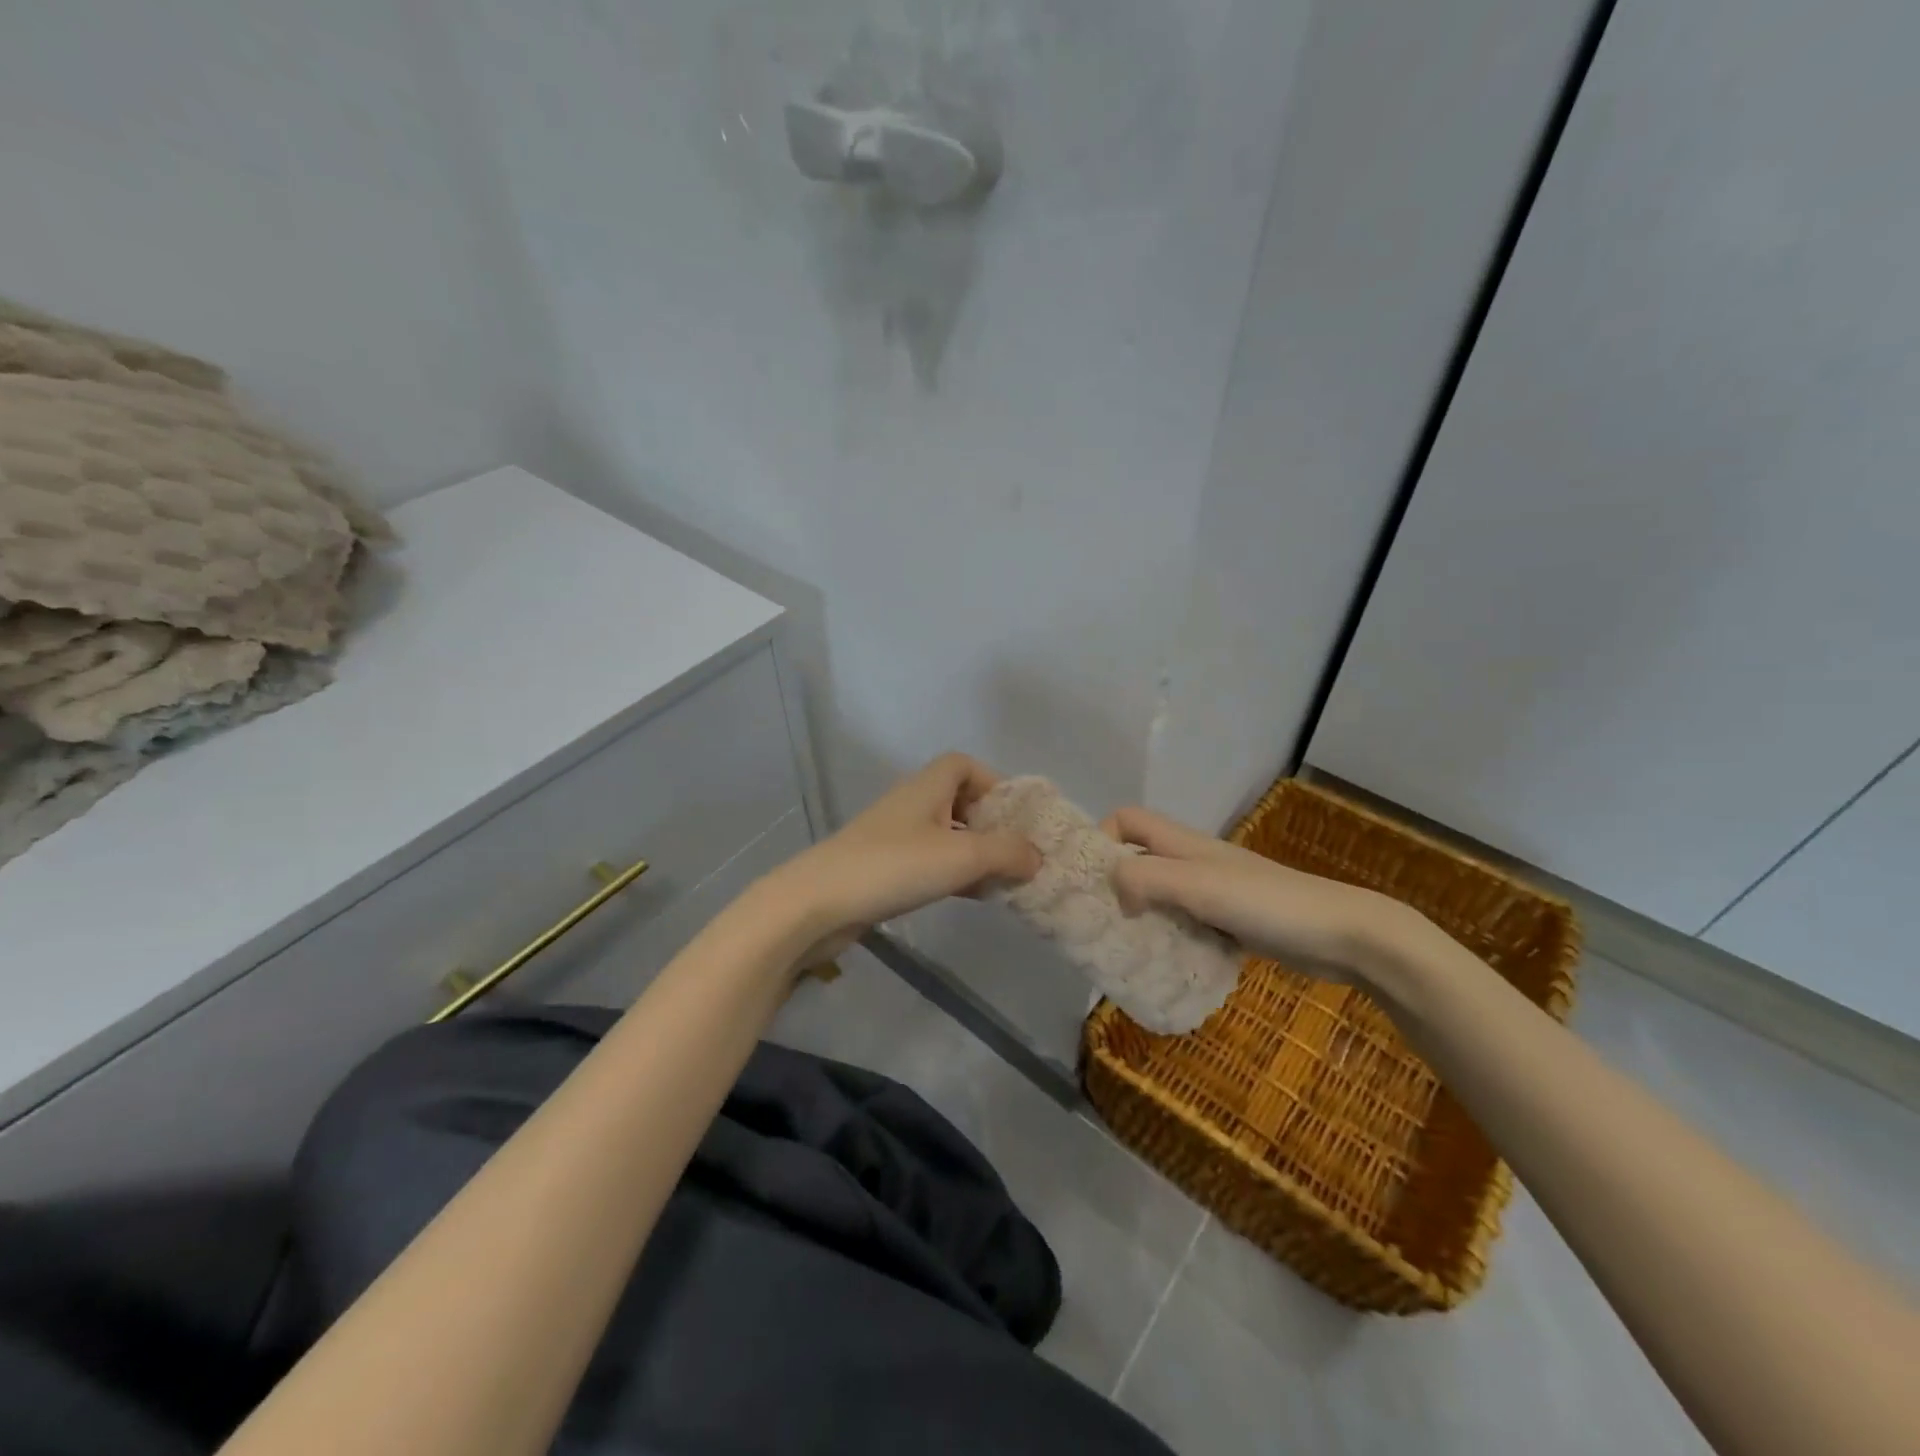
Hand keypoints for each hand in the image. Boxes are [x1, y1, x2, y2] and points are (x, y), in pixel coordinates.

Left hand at [767, 753, 1041, 959]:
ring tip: (1000, 881)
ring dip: (974, 853)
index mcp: (927, 787)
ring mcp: (894, 837)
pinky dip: (953, 874)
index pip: (963, 764)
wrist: (818, 904)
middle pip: (958, 800)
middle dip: (990, 824)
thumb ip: (1006, 852)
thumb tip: (1037, 856)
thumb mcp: (961, 855)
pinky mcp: (883, 868)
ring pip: (945, 835)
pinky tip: (969, 897)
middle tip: (1015, 854)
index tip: (1015, 816)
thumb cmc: (894, 866)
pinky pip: (928, 862)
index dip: (994, 782)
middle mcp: (911, 805)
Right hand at [1102, 806, 1412, 986]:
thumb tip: (1114, 893)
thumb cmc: (1267, 902)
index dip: (1102, 838)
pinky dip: (1171, 938)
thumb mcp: (1199, 884)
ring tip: (1125, 948)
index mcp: (1183, 844)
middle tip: (1098, 922)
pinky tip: (1168, 964)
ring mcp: (1213, 892)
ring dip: (1141, 916)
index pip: (1127, 820)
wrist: (1343, 934)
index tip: (1090, 879)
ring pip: (1160, 894)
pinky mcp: (1230, 922)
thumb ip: (1147, 878)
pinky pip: (1185, 923)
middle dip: (1115, 884)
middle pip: (1139, 858)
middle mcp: (1193, 861)